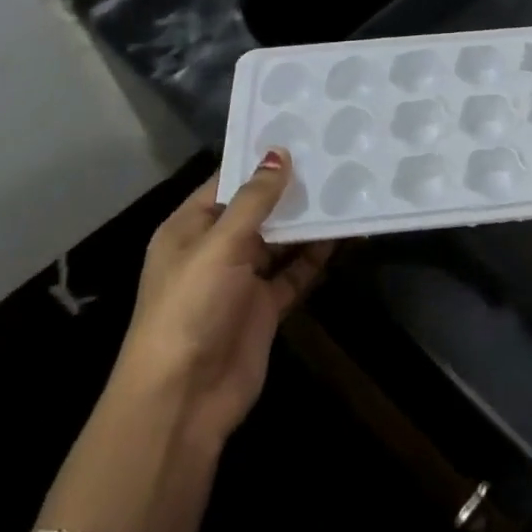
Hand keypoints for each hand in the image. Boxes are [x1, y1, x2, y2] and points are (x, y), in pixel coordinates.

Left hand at [112, 150, 332, 446]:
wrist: (183, 398)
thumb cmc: (191, 307)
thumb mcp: (220, 245)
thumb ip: (254, 200)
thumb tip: (279, 154)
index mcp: (189, 228)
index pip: (227, 182)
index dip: (259, 160)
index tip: (300, 133)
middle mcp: (215, 249)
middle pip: (257, 210)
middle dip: (290, 189)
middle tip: (334, 155)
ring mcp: (241, 280)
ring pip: (280, 240)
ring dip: (308, 221)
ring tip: (347, 188)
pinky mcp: (265, 307)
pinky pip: (295, 272)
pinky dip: (317, 256)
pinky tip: (345, 234)